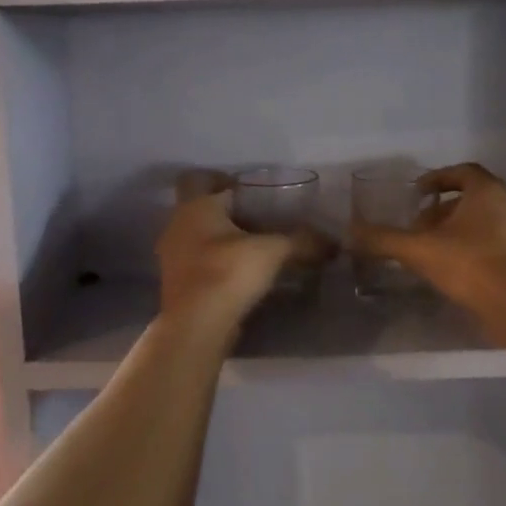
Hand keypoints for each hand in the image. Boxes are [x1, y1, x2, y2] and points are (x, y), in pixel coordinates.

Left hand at [157, 186, 333, 330]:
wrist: (196, 325)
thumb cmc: (228, 272)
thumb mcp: (273, 251)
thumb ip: (302, 241)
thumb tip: (333, 243)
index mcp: (195, 207)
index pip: (203, 180)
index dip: (227, 182)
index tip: (252, 191)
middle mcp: (177, 225)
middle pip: (203, 210)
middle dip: (230, 214)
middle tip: (261, 220)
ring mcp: (172, 257)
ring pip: (200, 238)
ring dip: (223, 240)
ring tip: (256, 248)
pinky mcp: (177, 284)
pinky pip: (199, 263)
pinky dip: (218, 264)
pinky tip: (243, 274)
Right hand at [352, 163, 505, 326]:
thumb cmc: (471, 265)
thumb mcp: (419, 250)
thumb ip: (384, 240)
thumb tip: (350, 233)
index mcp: (486, 191)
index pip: (462, 172)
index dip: (437, 179)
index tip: (416, 194)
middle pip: (472, 198)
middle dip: (442, 209)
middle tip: (418, 226)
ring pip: (483, 222)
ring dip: (456, 230)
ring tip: (431, 250)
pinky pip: (493, 244)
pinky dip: (472, 249)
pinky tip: (454, 271)